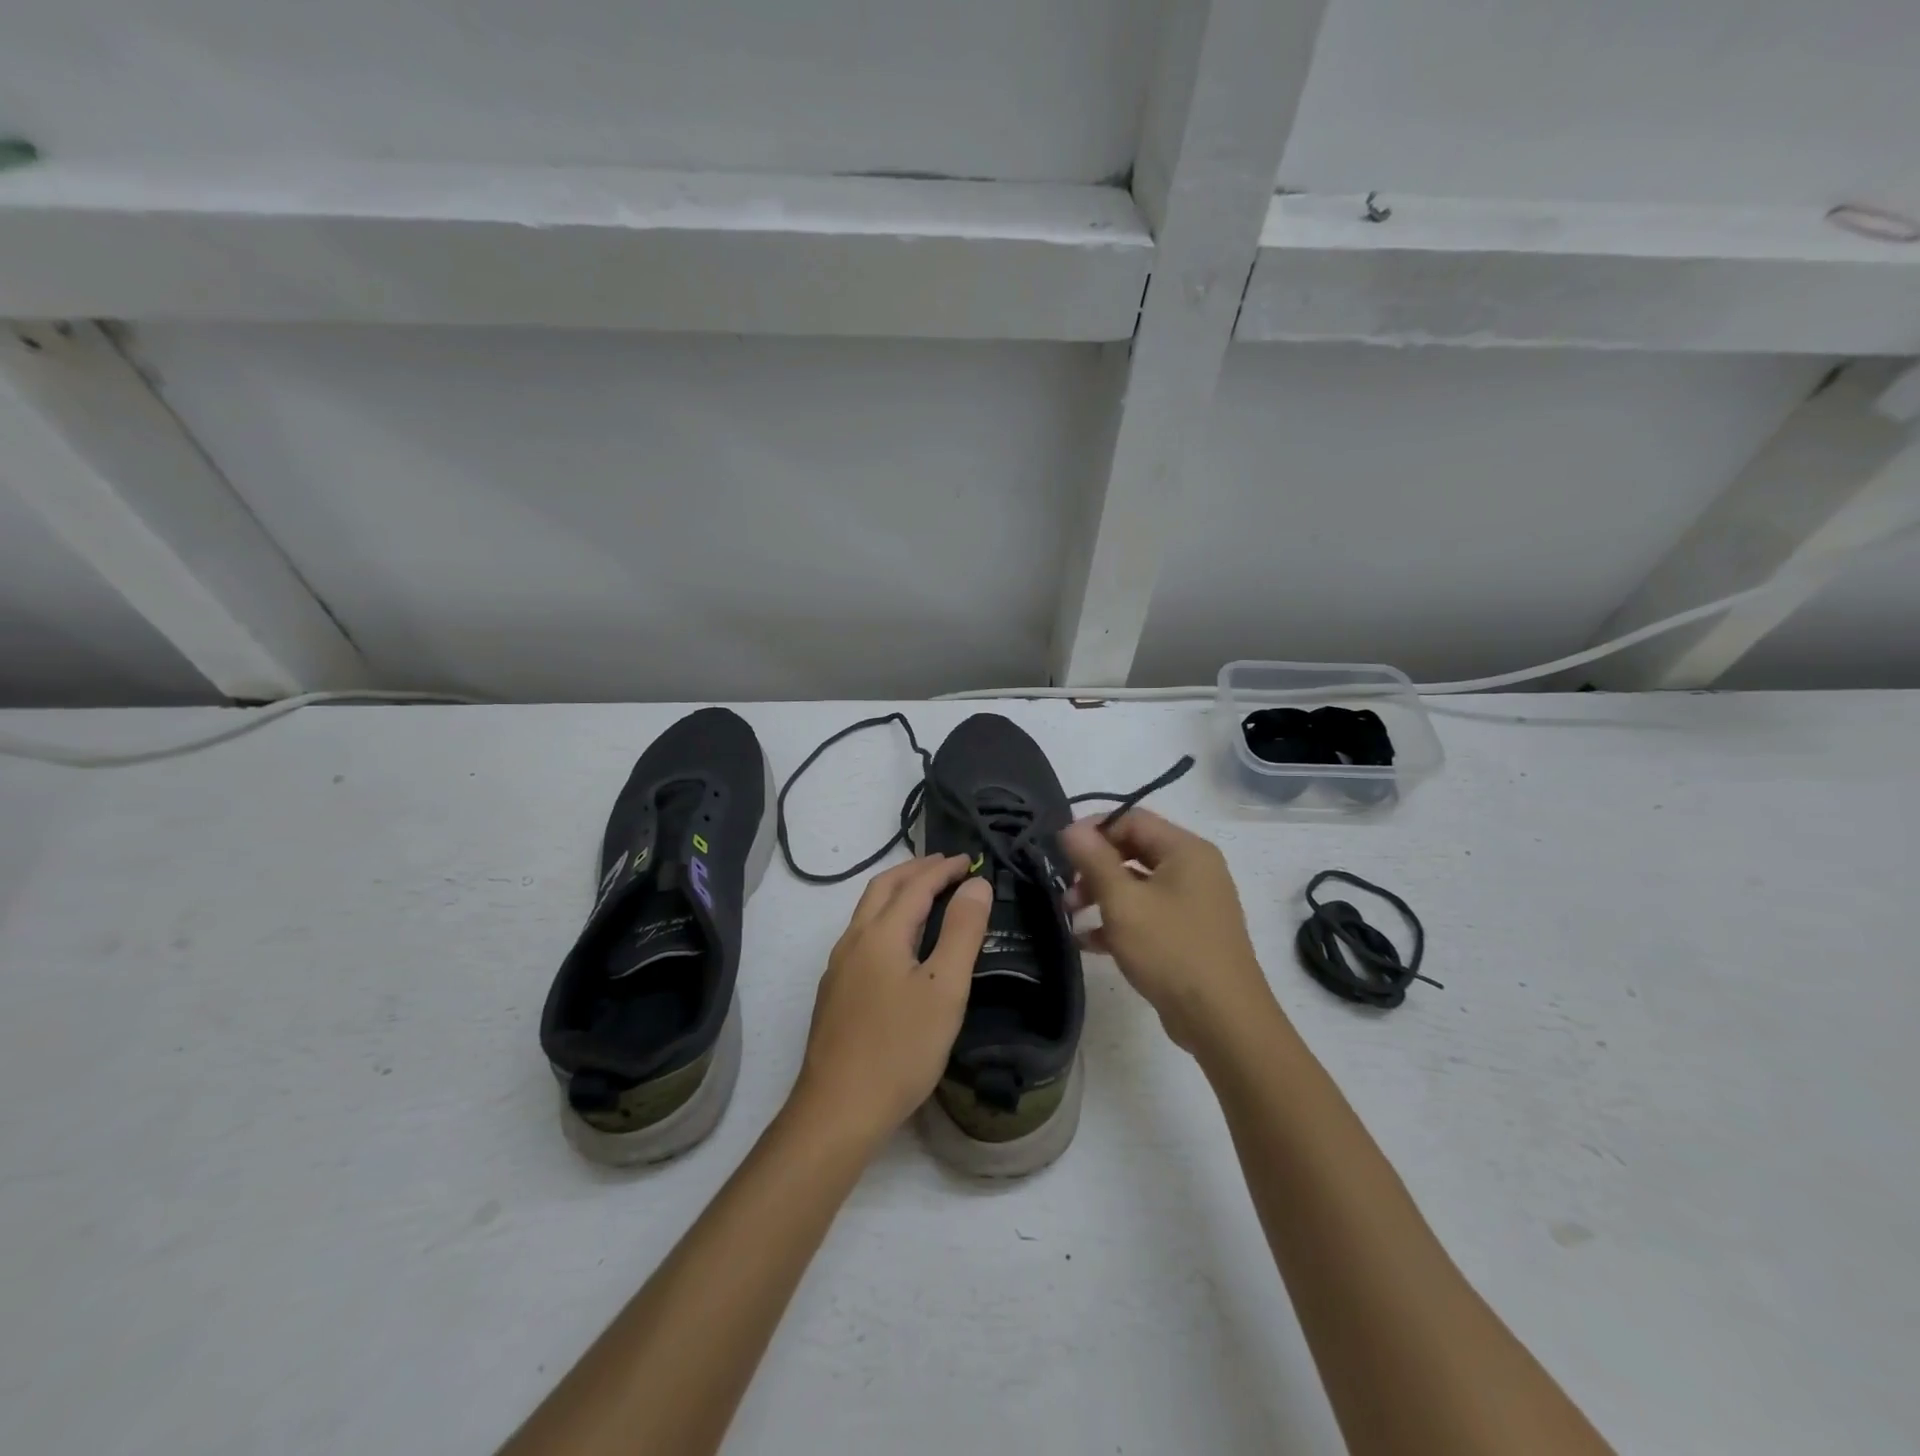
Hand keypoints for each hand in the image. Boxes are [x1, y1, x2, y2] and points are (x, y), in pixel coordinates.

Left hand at [789, 856, 991, 1150]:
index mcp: (881, 933)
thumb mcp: (945, 989)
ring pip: (867, 911)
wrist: (838, 1109)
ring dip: (897, 892)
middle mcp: (853, 940)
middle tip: (947, 866)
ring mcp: (839, 966)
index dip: (944, 869)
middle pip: (883, 887)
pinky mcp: (835, 990)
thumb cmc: (900, 1048)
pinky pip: (862, 934)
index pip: (916, 885)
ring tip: (926, 895)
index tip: (970, 860)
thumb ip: (962, 932)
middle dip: (915, 870)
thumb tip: (975, 884)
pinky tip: (899, 943)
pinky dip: (886, 918)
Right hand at [1060, 809, 1277, 1054]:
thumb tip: (1070, 827)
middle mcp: (1194, 869)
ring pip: (1138, 885)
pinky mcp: (1189, 934)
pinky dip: (1119, 921)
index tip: (1062, 851)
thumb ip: (1094, 860)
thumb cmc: (1171, 950)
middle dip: (1094, 867)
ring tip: (1070, 916)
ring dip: (1101, 895)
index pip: (1132, 819)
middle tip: (1065, 889)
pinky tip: (1089, 941)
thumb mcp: (1123, 902)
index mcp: (1186, 850)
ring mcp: (1194, 903)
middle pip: (1134, 851)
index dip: (1094, 830)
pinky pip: (1148, 914)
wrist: (1223, 1020)